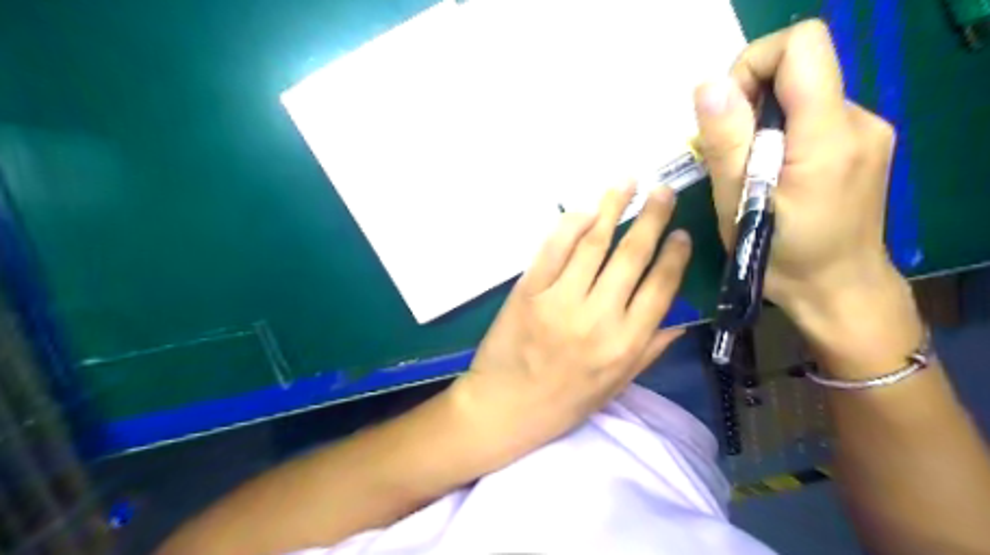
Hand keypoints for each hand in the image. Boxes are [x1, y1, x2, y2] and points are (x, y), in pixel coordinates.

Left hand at [450, 185, 688, 461]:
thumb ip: (650, 350)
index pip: (660, 287)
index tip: (681, 233)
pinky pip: (553, 248)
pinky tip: (586, 209)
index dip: (674, 256)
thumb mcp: (615, 386)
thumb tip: (681, 319)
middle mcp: (598, 317)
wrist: (504, 407)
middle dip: (652, 218)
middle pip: (631, 256)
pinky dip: (571, 224)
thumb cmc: (563, 402)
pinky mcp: (528, 290)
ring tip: (628, 182)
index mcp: (625, 343)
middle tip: (664, 191)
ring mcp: (560, 300)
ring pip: (593, 243)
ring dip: (613, 208)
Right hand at [694, 20, 919, 377]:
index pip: (801, 45)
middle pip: (800, 68)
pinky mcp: (864, 143)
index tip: (728, 112)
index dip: (754, 64)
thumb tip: (709, 85)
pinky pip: (814, 116)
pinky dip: (783, 133)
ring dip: (764, 122)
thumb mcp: (738, 202)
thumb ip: (726, 140)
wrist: (837, 289)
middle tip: (731, 152)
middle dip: (752, 99)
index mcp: (828, 133)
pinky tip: (774, 173)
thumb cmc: (780, 254)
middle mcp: (859, 119)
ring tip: (750, 170)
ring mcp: (867, 130)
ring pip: (803, 94)